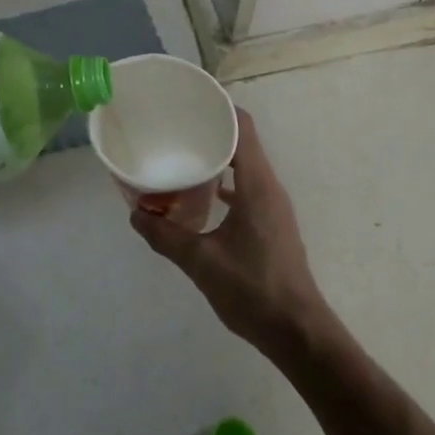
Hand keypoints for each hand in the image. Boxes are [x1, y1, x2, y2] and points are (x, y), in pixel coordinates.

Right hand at [131, 109, 331, 360]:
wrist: (299, 333)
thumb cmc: (253, 290)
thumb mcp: (200, 262)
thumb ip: (165, 236)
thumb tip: (135, 216)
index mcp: (256, 184)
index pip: (242, 127)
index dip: (219, 107)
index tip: (190, 101)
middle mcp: (268, 187)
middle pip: (242, 141)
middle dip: (211, 130)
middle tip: (176, 128)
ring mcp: (273, 206)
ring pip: (244, 165)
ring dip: (217, 157)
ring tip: (183, 156)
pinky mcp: (271, 223)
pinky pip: (247, 187)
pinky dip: (225, 182)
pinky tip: (200, 196)